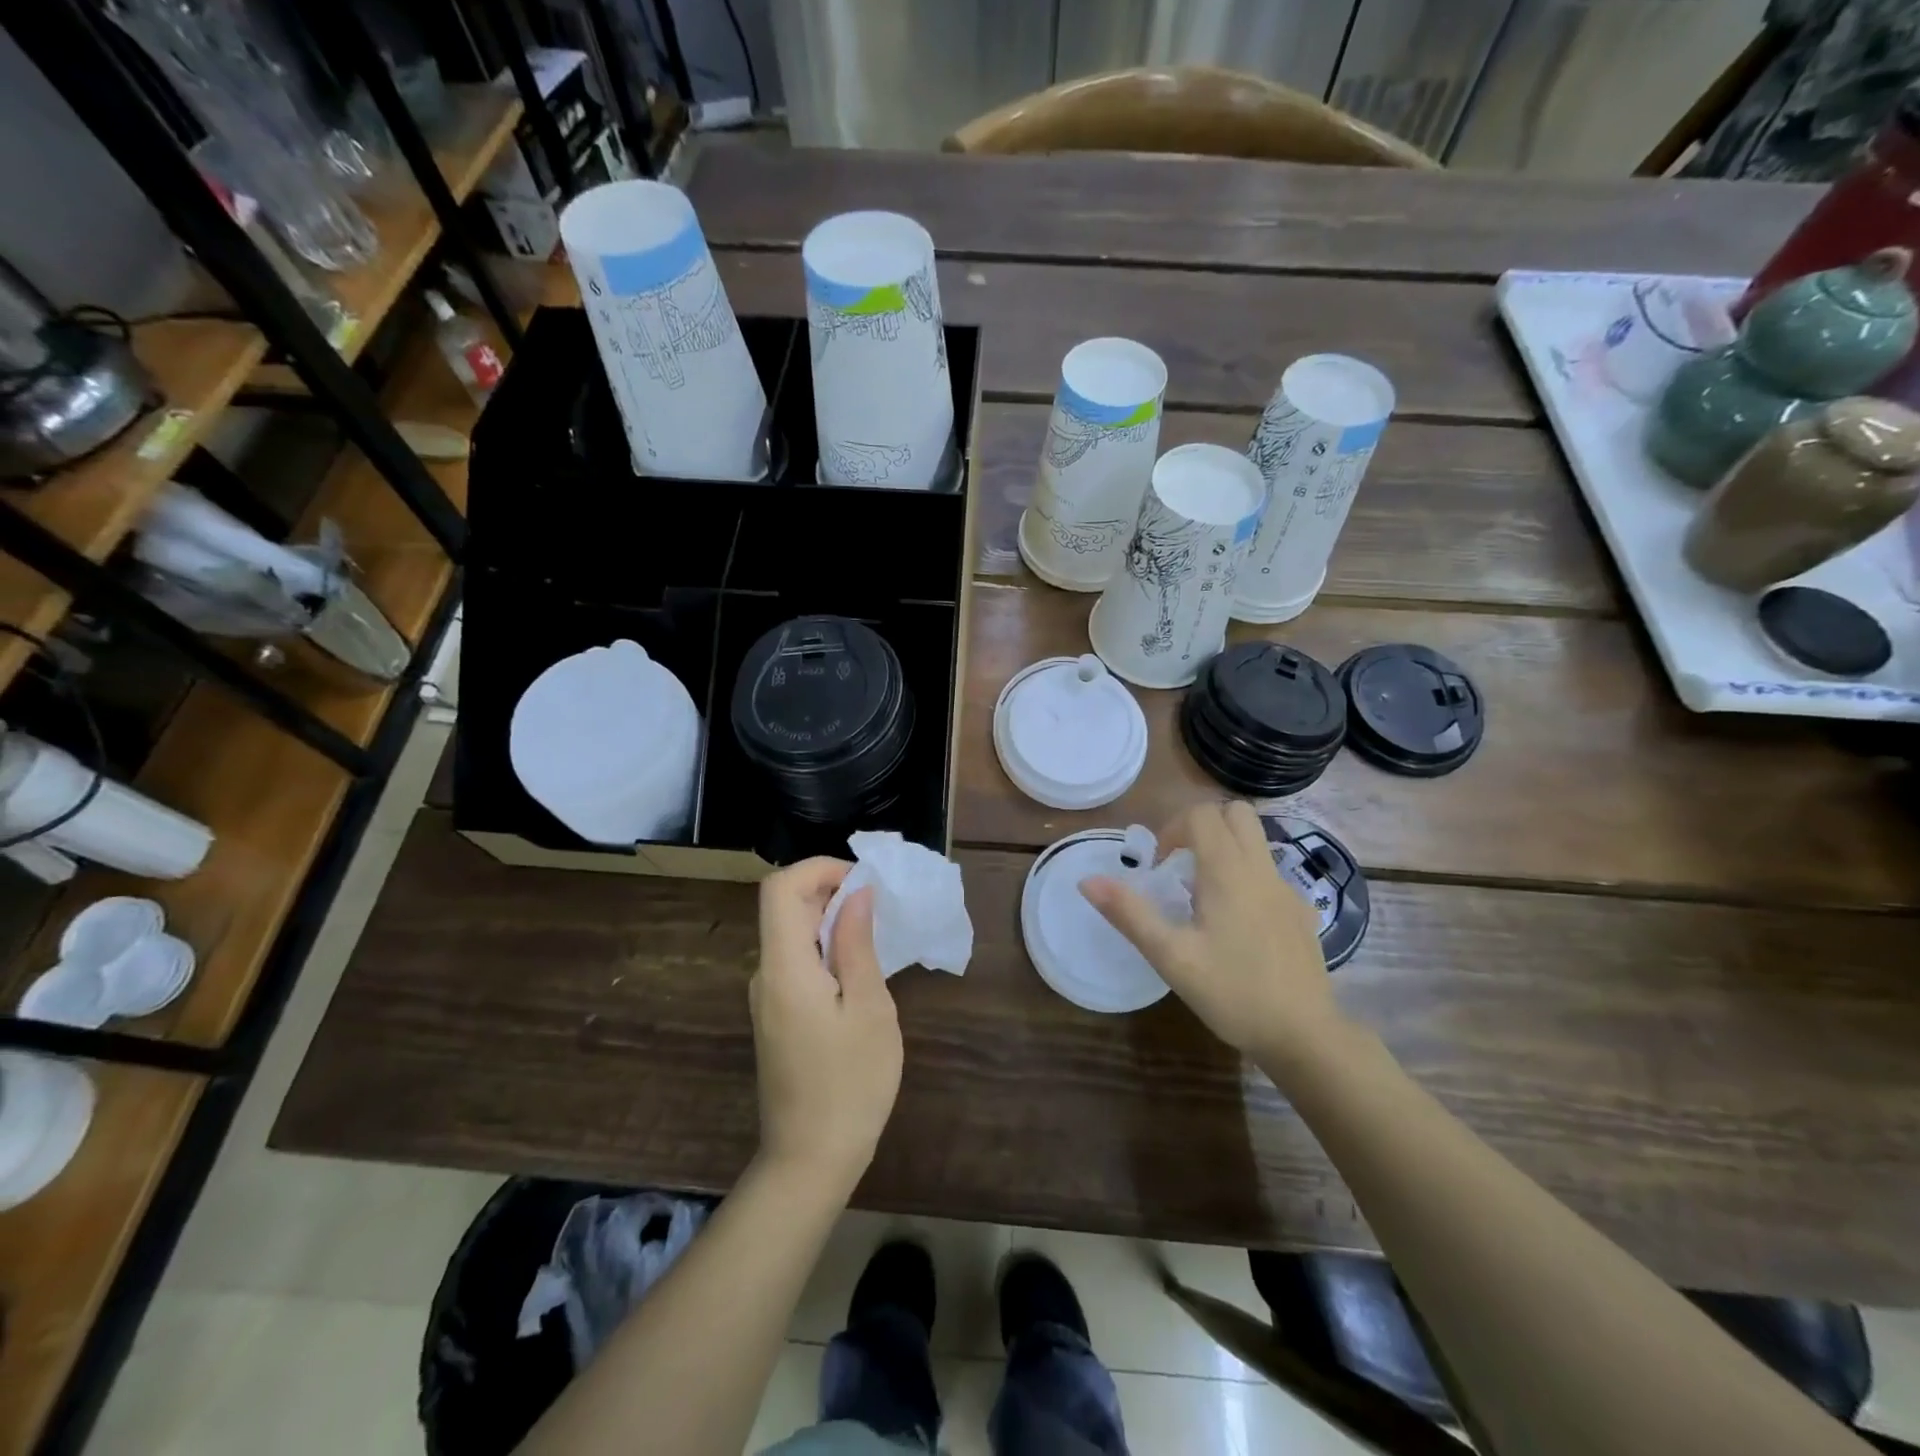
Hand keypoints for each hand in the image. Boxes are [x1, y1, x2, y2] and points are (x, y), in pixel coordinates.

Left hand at [750, 858, 902, 1192]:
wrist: (810, 1160)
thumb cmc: (850, 1083)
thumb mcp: (869, 1009)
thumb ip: (857, 944)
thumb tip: (857, 893)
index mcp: (784, 967)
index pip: (780, 888)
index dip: (818, 868)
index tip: (863, 880)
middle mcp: (765, 974)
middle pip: (784, 907)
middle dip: (830, 890)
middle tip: (880, 905)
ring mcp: (767, 997)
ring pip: (791, 934)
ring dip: (830, 919)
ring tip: (877, 934)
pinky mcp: (777, 1016)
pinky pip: (796, 961)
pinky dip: (825, 948)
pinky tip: (859, 969)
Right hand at [1081, 801, 1343, 1060]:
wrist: (1304, 1036)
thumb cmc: (1232, 993)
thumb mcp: (1171, 956)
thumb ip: (1129, 914)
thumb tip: (1087, 880)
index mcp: (1228, 872)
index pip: (1202, 814)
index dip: (1173, 829)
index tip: (1160, 868)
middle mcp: (1261, 869)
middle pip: (1236, 813)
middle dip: (1203, 826)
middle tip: (1181, 866)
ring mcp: (1287, 890)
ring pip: (1257, 840)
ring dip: (1226, 848)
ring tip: (1203, 894)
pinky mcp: (1301, 912)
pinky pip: (1270, 873)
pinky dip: (1247, 877)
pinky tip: (1237, 924)